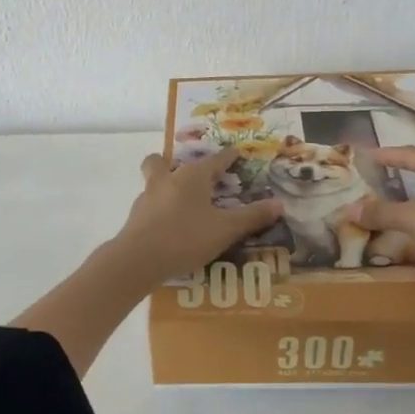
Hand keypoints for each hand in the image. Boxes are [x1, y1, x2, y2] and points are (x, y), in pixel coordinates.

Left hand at [112, 147, 283, 283]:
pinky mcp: (135, 219)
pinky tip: (168, 226)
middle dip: (171, 163)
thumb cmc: (186, 237)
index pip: (215, 160)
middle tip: (188, 176)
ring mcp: (146, 199)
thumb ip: (252, 217)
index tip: (237, 154)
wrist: (138, 260)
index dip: (228, 157)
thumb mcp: (226, 229)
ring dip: (164, 186)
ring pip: (153, 182)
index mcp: (191, 177)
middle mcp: (166, 180)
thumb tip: (279, 204)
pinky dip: (158, 211)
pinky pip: (149, 207)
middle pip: (162, 161)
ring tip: (180, 203)